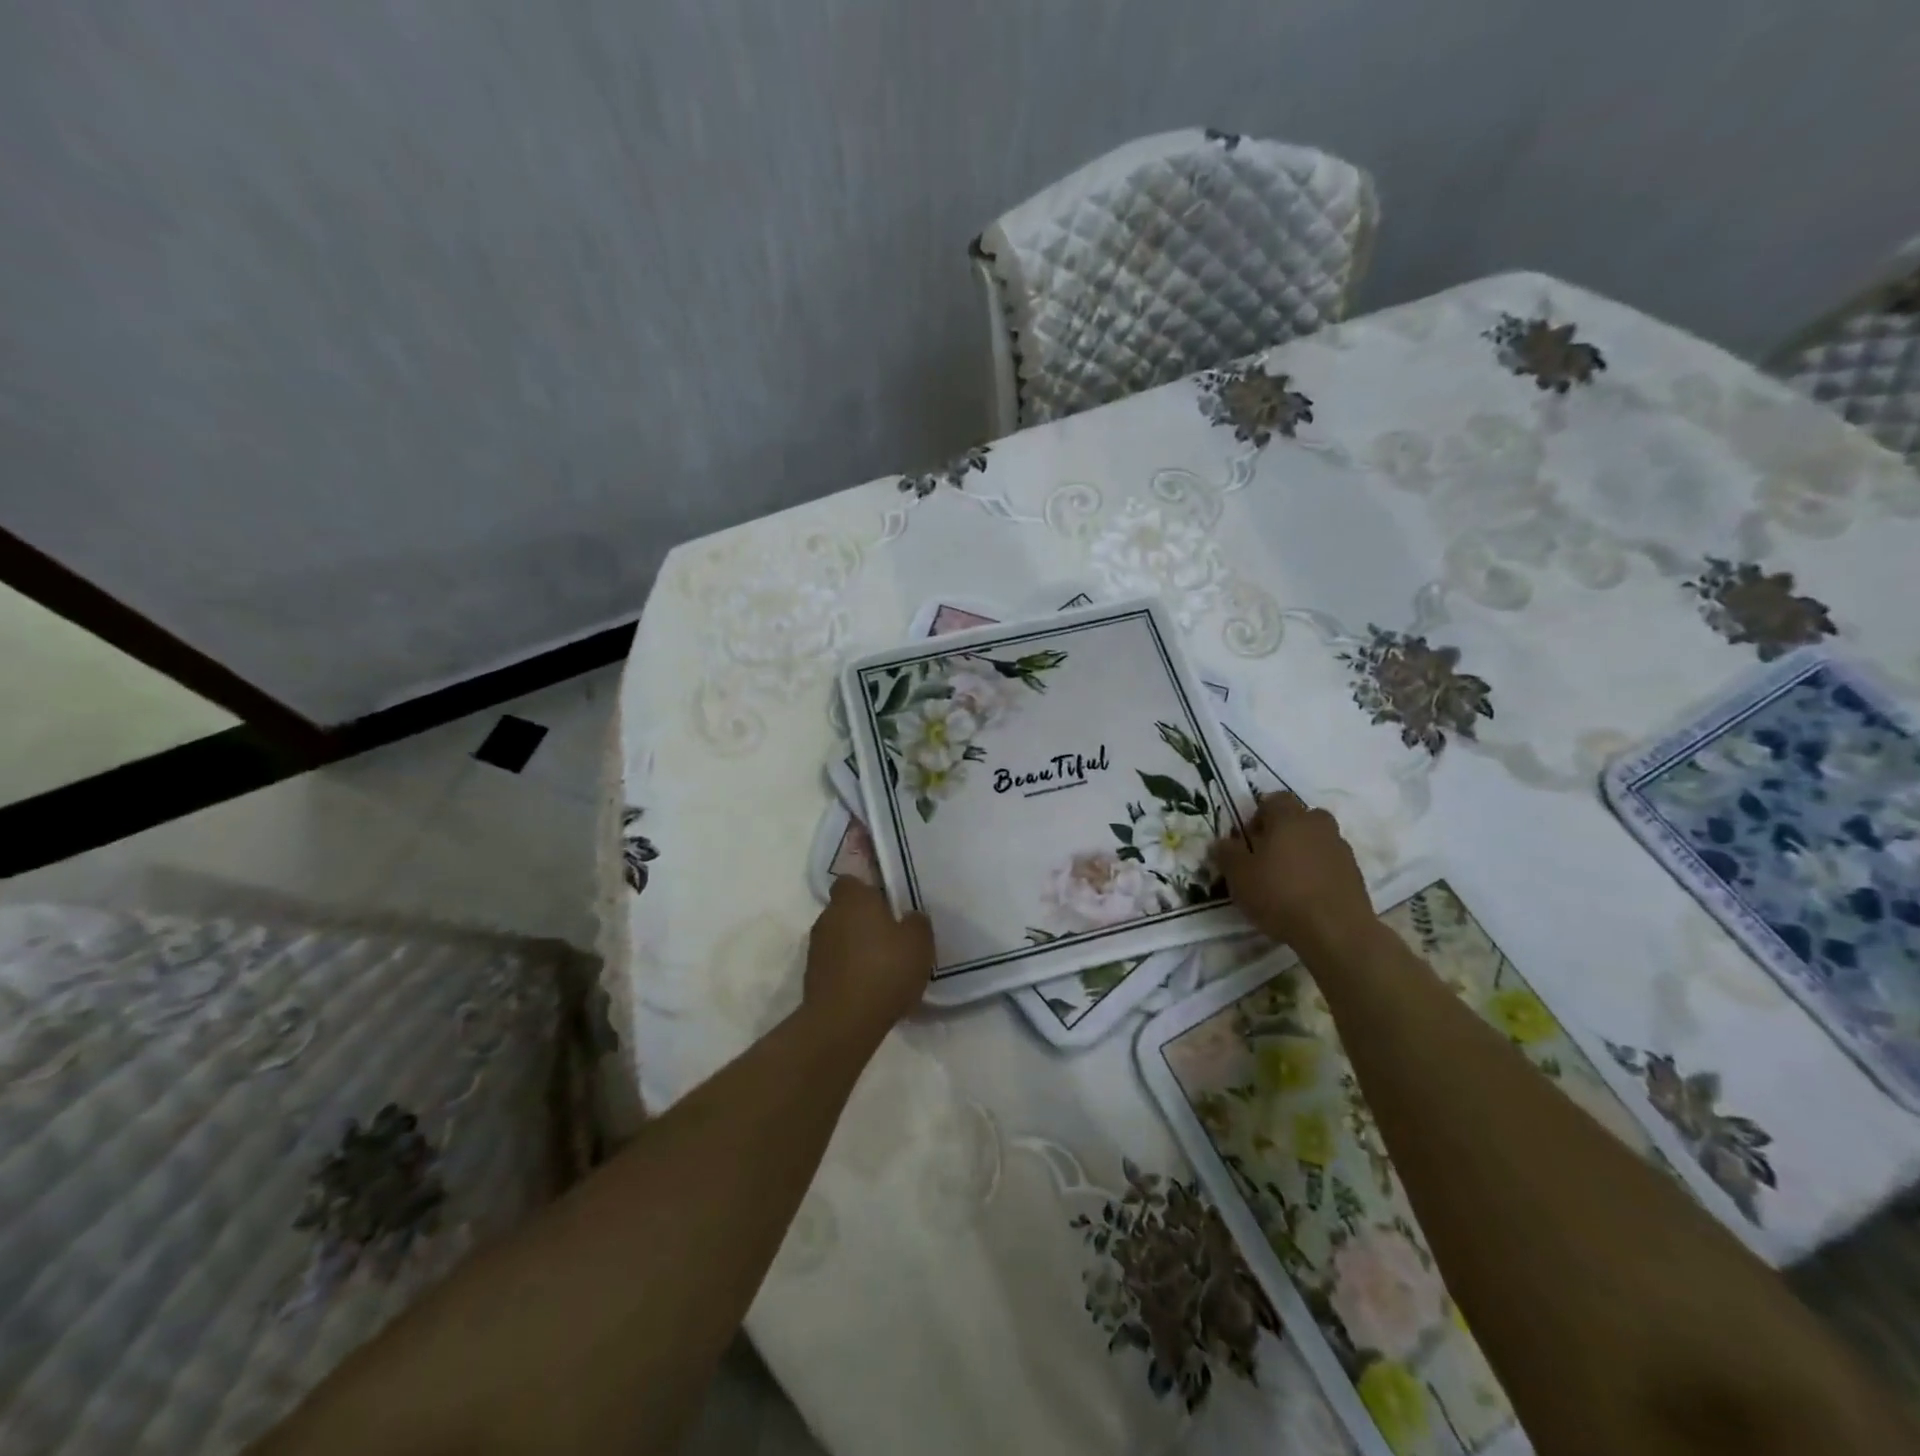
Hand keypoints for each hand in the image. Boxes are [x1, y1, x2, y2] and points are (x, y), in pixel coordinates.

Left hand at [803, 877, 933, 1040]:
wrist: (844, 1021)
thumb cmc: (884, 969)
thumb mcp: (918, 942)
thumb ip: (916, 922)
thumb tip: (909, 918)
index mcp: (852, 898)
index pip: (851, 881)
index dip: (868, 890)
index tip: (887, 904)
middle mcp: (828, 916)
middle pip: (846, 910)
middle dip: (864, 920)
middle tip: (891, 937)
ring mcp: (815, 948)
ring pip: (840, 937)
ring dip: (856, 947)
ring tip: (882, 966)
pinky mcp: (812, 977)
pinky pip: (835, 964)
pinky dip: (849, 970)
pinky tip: (869, 988)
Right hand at [1213, 792, 1374, 954]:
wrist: (1336, 931)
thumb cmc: (1280, 894)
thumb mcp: (1238, 875)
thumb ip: (1227, 854)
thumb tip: (1222, 843)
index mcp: (1289, 818)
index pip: (1275, 799)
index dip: (1259, 814)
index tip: (1248, 839)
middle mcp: (1318, 826)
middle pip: (1300, 817)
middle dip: (1284, 831)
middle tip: (1267, 856)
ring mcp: (1341, 849)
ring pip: (1317, 840)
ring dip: (1303, 852)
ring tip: (1287, 880)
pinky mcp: (1355, 875)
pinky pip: (1330, 863)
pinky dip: (1318, 872)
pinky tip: (1306, 896)